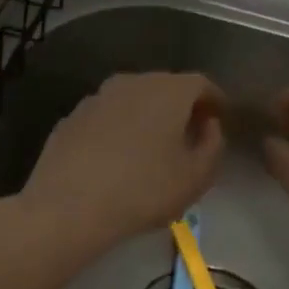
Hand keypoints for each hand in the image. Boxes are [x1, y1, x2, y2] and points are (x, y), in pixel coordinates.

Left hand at [16, 72, 224, 259]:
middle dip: (181, 107)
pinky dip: (118, 129)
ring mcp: (97, 97)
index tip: (220, 119)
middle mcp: (132, 82)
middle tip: (189, 134)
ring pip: (132, 100)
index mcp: (168, 90)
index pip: (201, 84)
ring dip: (147, 117)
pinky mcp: (71, 117)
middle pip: (165, 87)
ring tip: (152, 148)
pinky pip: (106, 117)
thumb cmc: (143, 190)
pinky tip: (116, 157)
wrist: (68, 206)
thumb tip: (208, 125)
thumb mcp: (196, 177)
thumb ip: (213, 145)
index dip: (214, 101)